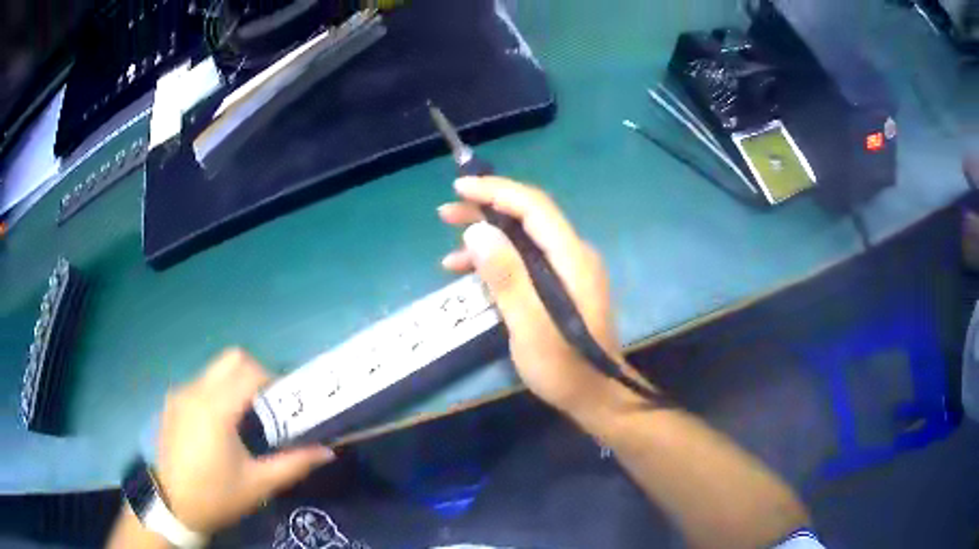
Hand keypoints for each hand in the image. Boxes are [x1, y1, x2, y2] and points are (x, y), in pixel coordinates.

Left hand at [155, 348, 334, 533]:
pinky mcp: (172, 401)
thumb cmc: (217, 495)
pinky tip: (221, 425)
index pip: (249, 370)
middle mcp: (195, 390)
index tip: (287, 402)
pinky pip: (201, 383)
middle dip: (256, 373)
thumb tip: (327, 450)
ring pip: (215, 369)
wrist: (172, 505)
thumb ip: (294, 463)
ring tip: (246, 418)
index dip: (274, 379)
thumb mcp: (259, 484)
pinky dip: (218, 392)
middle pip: (232, 358)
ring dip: (236, 383)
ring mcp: (180, 393)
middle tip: (269, 405)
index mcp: (215, 408)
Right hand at [438, 176, 646, 416]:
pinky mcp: (560, 286)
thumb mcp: (530, 325)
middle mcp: (573, 255)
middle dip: (486, 210)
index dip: (496, 191)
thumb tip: (478, 230)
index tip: (460, 189)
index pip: (534, 207)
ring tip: (449, 253)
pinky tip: (469, 275)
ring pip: (523, 239)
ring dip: (487, 239)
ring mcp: (567, 271)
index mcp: (572, 257)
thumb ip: (507, 276)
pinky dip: (498, 262)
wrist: (595, 396)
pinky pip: (525, 261)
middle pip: (528, 217)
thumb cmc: (564, 367)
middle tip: (446, 214)